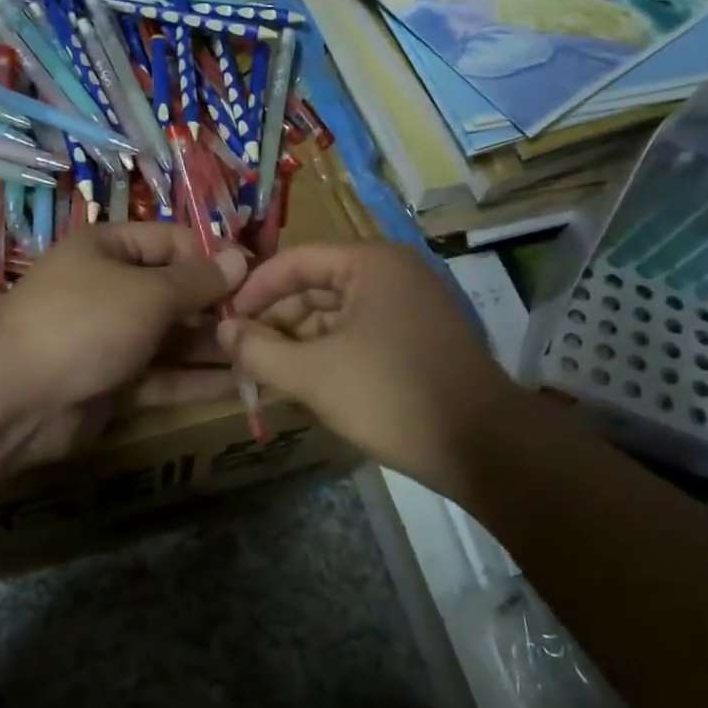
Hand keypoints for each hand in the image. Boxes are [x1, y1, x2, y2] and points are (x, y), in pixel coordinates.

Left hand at [0, 223, 247, 471]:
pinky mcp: (112, 383)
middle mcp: (109, 288)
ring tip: (263, 356)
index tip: (256, 278)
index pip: (172, 242)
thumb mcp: (148, 293)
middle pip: (174, 292)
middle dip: (218, 308)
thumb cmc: (85, 322)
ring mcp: (109, 338)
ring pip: (171, 338)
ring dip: (213, 347)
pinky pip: (161, 376)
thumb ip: (198, 280)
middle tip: (266, 324)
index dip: (213, 257)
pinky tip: (239, 386)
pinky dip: (195, 380)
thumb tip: (239, 256)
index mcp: (108, 249)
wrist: (15, 397)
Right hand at [217, 241, 521, 500]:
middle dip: (277, 319)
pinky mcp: (420, 336)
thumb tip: (221, 330)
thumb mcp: (313, 374)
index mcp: (370, 263)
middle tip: (244, 353)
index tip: (224, 320)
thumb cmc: (392, 395)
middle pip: (316, 285)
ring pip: (337, 312)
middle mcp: (393, 272)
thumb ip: (258, 350)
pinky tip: (308, 380)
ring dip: (301, 339)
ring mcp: (412, 304)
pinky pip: (361, 331)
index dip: (254, 290)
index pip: (295, 260)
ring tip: (269, 371)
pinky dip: (330, 351)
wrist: (485, 447)